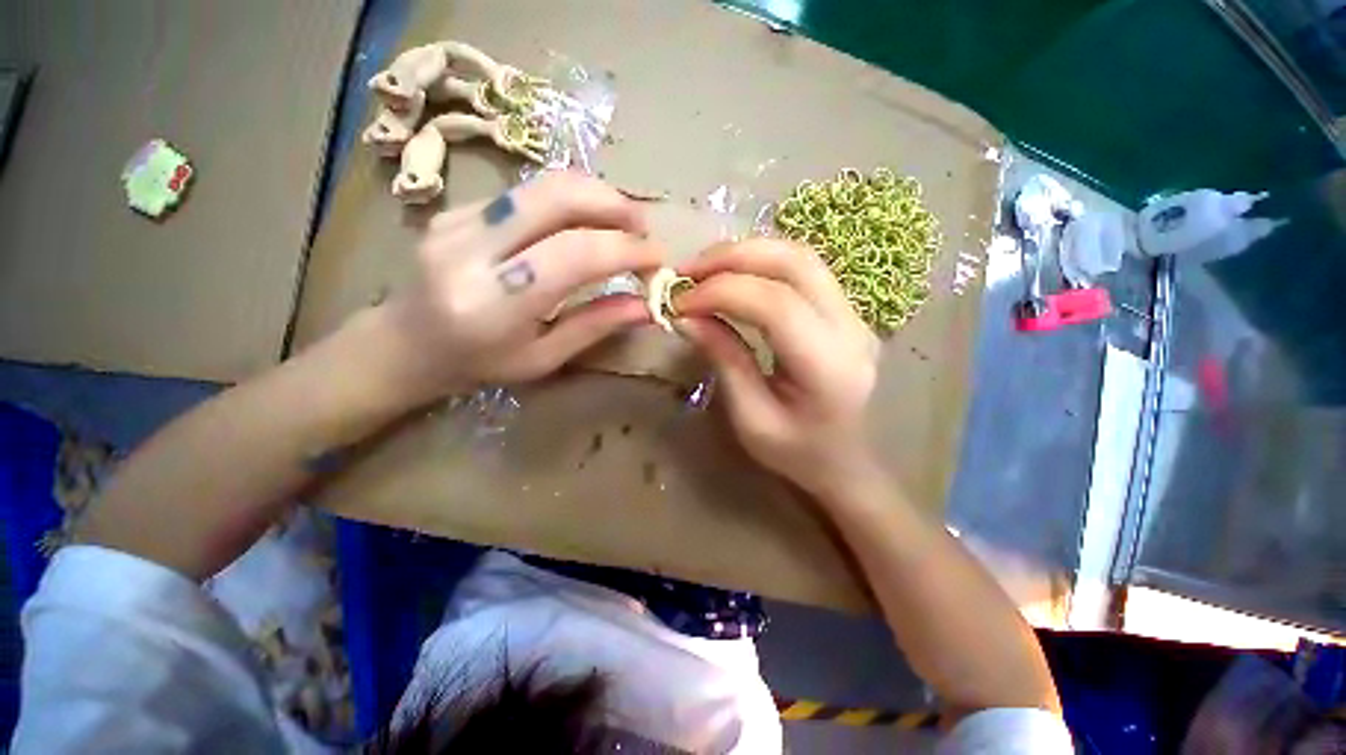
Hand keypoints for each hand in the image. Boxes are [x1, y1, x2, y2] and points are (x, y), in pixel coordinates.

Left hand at [375, 172, 660, 400]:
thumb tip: (645, 306)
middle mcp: (470, 251)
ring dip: (595, 195)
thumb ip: (594, 327)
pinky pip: (525, 191)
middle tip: (642, 227)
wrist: (406, 342)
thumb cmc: (479, 364)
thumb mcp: (543, 359)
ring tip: (622, 221)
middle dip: (614, 203)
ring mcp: (457, 220)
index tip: (656, 258)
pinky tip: (583, 223)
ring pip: (542, 184)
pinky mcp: (456, 207)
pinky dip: (568, 201)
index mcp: (493, 304)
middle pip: (556, 197)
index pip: (573, 255)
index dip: (625, 250)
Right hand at [675, 239, 880, 495]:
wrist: (847, 462)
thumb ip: (724, 360)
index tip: (680, 303)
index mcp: (828, 366)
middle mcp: (851, 329)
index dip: (721, 292)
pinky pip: (803, 269)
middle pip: (794, 263)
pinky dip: (762, 262)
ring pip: (800, 256)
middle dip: (732, 257)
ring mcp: (855, 314)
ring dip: (746, 253)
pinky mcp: (846, 310)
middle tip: (688, 272)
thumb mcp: (751, 418)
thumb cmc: (797, 453)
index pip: (775, 304)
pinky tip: (733, 275)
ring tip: (704, 271)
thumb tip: (686, 316)